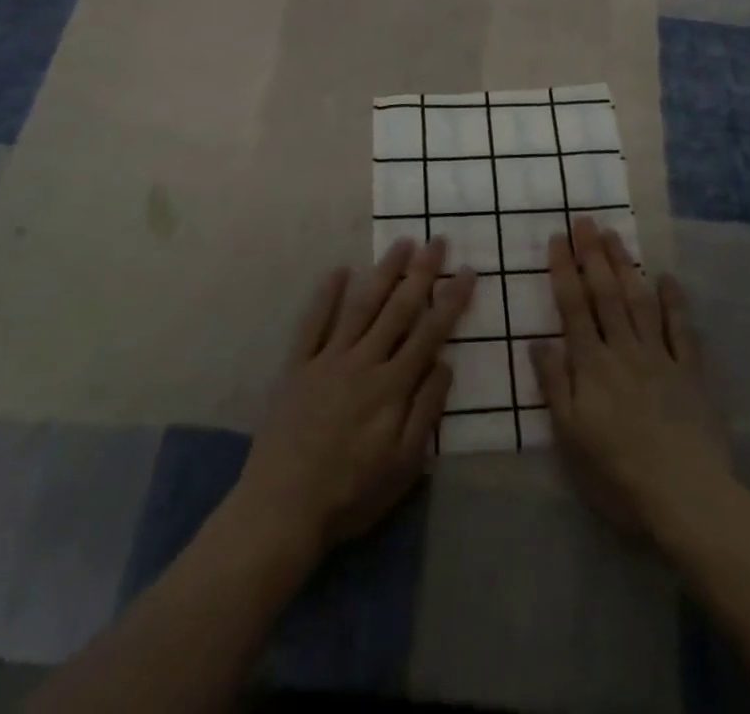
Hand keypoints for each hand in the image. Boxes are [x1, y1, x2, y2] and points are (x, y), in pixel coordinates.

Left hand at [234, 238, 475, 553]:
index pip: (430, 333)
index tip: (467, 271)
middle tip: (437, 241)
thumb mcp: (403, 465)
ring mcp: (328, 359)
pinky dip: (327, 295)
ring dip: (384, 273)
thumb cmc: (350, 493)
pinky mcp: (298, 365)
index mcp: (392, 386)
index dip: (451, 301)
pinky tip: (340, 270)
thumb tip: (446, 363)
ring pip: (361, 306)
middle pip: (399, 309)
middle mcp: (363, 361)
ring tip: (401, 244)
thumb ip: (426, 410)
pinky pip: (313, 323)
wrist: (282, 509)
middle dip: (422, 273)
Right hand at [532, 218, 734, 540]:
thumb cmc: (619, 474)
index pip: (573, 307)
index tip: (558, 237)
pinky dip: (675, 301)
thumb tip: (538, 341)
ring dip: (626, 266)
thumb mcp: (571, 438)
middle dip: (594, 254)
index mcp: (592, 365)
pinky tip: (667, 278)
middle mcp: (624, 350)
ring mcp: (660, 357)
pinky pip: (682, 329)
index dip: (564, 270)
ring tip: (615, 235)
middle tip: (585, 220)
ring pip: (639, 301)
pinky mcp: (691, 372)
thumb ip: (555, 386)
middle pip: (605, 294)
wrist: (687, 497)